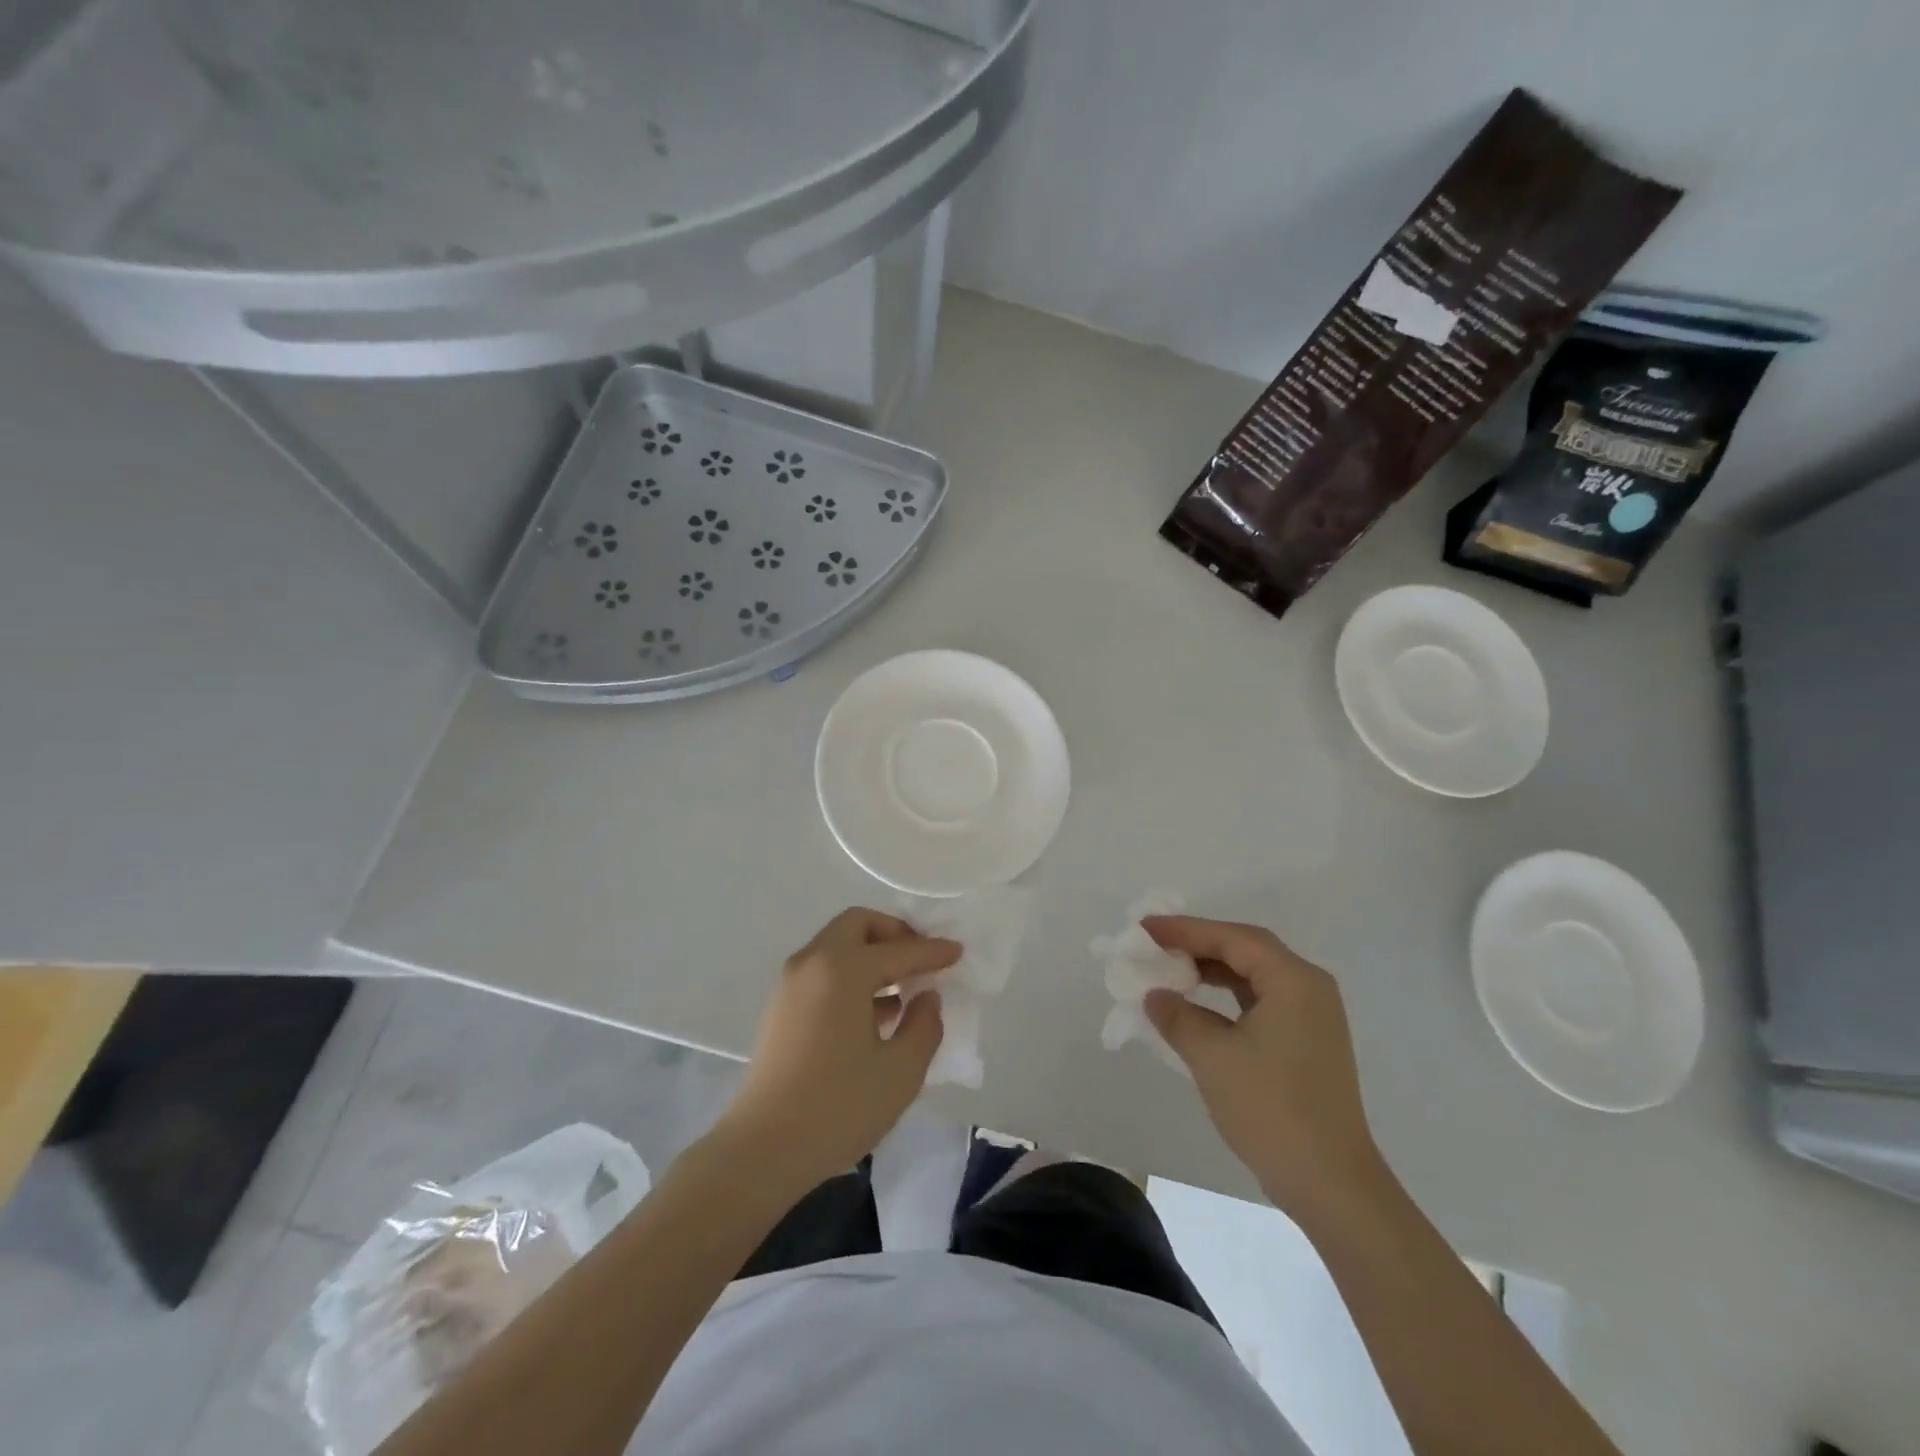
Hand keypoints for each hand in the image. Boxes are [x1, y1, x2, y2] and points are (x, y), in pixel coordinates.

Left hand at [717, 908, 958, 1190]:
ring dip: (871, 955)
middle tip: (921, 959)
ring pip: (837, 946)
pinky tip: (874, 1014)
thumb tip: (926, 997)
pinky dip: (851, 975)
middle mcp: (812, 963)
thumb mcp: (900, 1071)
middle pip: (857, 925)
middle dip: (893, 934)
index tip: (958, 952)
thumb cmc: (838, 1107)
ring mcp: (790, 984)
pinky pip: (823, 971)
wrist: (763, 1150)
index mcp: (842, 969)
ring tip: (903, 989)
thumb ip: (924, 1025)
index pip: (898, 950)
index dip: (932, 951)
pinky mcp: (780, 1008)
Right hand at [1142, 915, 1387, 1224]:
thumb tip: (1155, 996)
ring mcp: (1311, 1017)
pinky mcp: (1305, 1043)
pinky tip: (1196, 1006)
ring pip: (1253, 976)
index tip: (1145, 928)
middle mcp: (1308, 989)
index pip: (1233, 938)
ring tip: (1169, 970)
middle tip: (1154, 945)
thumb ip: (1177, 1016)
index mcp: (1294, 981)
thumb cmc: (1271, 1109)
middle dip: (1198, 944)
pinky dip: (1225, 996)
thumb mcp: (1212, 1057)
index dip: (1185, 929)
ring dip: (1210, 970)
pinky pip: (1259, 1001)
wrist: (1330, 1184)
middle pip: (1246, 950)